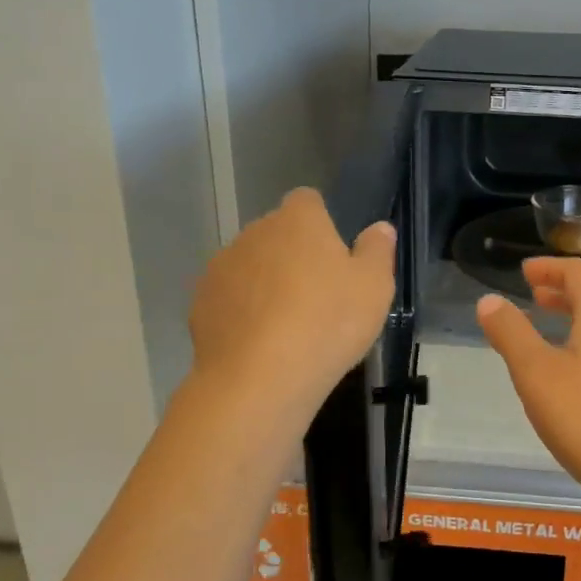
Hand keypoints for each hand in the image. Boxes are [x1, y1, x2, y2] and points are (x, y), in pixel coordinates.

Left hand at [189, 188, 395, 420]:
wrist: (259, 379)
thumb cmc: (328, 323)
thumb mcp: (374, 288)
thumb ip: (377, 251)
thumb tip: (379, 228)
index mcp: (298, 220)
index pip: (308, 201)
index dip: (322, 223)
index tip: (336, 257)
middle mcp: (254, 232)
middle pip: (278, 234)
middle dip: (294, 255)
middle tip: (319, 297)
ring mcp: (222, 267)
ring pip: (251, 266)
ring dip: (266, 283)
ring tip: (288, 326)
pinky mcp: (201, 303)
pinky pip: (230, 299)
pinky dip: (243, 313)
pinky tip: (260, 344)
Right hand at [475, 257, 580, 515]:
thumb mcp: (535, 373)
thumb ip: (511, 333)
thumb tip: (489, 300)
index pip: (579, 273)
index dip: (550, 267)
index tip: (525, 272)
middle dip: (562, 293)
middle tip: (533, 297)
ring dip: (576, 321)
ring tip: (548, 337)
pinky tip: (575, 379)